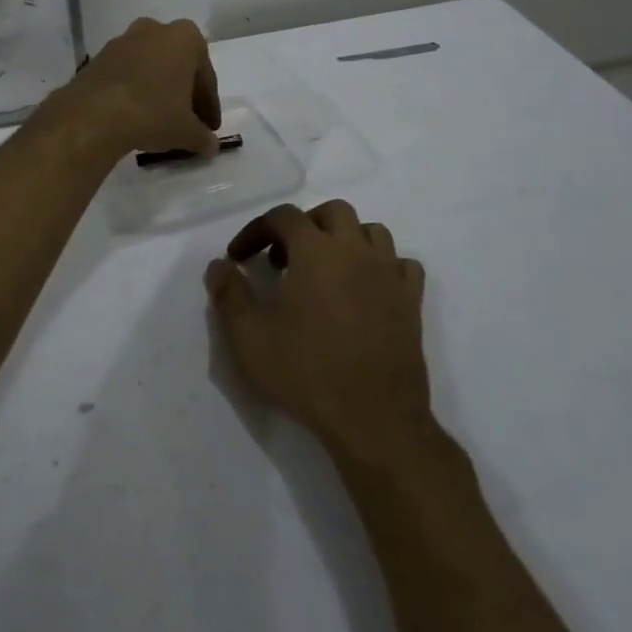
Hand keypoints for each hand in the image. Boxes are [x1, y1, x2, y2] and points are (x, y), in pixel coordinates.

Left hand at [44, 17, 220, 159]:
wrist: (93, 114)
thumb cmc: (152, 113)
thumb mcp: (186, 131)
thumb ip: (202, 137)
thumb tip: (211, 146)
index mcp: (185, 38)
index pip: (205, 76)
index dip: (209, 105)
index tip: (209, 127)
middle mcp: (154, 30)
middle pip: (177, 65)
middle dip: (183, 92)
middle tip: (187, 121)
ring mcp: (123, 41)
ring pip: (150, 67)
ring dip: (157, 89)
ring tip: (159, 119)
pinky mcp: (98, 57)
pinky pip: (126, 73)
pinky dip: (134, 90)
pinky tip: (134, 114)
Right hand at [207, 201, 434, 462]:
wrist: (374, 419)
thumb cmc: (307, 372)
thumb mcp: (250, 337)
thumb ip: (230, 294)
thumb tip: (219, 266)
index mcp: (316, 251)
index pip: (283, 216)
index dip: (256, 230)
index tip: (239, 258)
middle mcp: (356, 251)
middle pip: (333, 212)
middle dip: (304, 225)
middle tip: (284, 258)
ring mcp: (390, 275)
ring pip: (371, 231)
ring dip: (345, 240)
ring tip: (326, 269)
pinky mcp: (412, 302)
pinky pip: (401, 264)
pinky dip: (382, 266)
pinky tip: (366, 289)